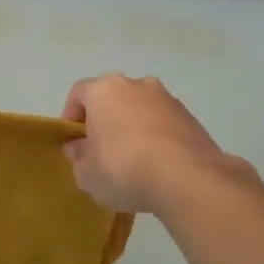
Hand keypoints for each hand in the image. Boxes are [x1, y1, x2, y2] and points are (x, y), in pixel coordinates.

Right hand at [62, 74, 241, 213]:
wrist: (187, 178)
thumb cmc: (123, 168)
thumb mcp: (86, 173)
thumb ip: (78, 156)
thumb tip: (79, 147)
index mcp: (104, 90)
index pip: (79, 93)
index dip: (71, 117)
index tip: (73, 142)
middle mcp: (137, 85)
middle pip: (112, 99)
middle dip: (105, 121)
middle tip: (101, 151)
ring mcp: (168, 99)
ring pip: (140, 110)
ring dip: (133, 129)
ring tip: (133, 162)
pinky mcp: (191, 118)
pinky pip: (164, 125)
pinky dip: (156, 139)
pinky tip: (157, 166)